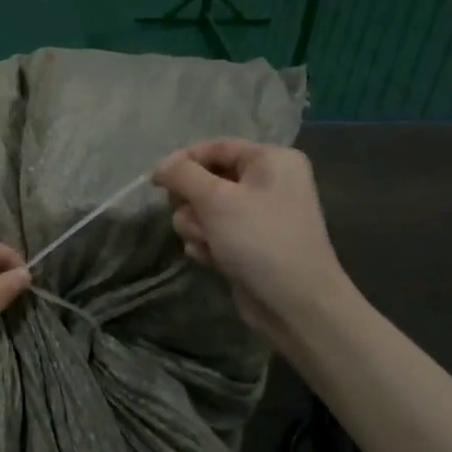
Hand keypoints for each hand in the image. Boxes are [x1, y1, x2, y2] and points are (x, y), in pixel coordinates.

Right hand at [153, 140, 356, 349]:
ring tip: (208, 245)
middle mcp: (267, 182)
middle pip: (205, 179)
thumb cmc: (259, 240)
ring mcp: (257, 215)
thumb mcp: (215, 199)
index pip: (214, 147)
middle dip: (191, 202)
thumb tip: (160, 166)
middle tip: (197, 219)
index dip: (183, 162)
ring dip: (196, 227)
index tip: (157, 182)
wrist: (295, 304)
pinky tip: (212, 259)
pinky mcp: (248, 242)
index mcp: (270, 160)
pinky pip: (213, 232)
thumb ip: (181, 174)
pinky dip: (207, 244)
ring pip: (203, 209)